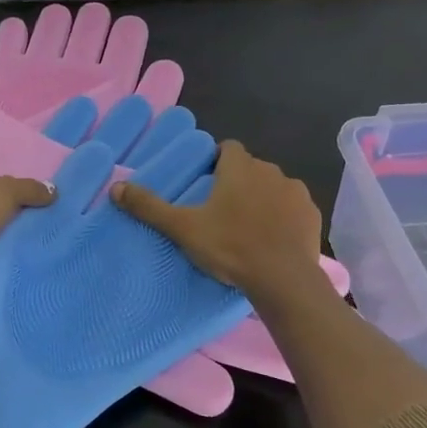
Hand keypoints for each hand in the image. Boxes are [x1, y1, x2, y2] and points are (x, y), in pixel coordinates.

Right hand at [111, 140, 323, 298]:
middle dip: (238, 183)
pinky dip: (283, 218)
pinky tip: (273, 240)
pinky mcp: (311, 215)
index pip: (227, 148)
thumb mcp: (183, 228)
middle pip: (250, 168)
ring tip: (248, 228)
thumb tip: (115, 188)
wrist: (283, 279)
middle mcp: (271, 170)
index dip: (216, 162)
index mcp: (240, 167)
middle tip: (221, 212)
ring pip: (273, 187)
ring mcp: (295, 192)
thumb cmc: (230, 246)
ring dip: (262, 199)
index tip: (206, 185)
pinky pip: (293, 208)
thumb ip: (149, 206)